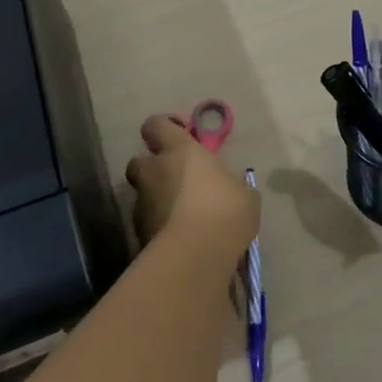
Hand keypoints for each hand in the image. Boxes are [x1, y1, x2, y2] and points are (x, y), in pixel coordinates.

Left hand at [124, 114, 259, 259]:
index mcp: (180, 151)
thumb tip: (226, 187)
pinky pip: (148, 221)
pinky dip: (160, 225)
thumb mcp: (243, 193)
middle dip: (154, 167)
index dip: (166, 128)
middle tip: (178, 179)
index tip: (182, 136)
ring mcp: (142, 203)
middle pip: (140, 161)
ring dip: (158, 199)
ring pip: (144, 193)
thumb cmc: (225, 210)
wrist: (195, 256)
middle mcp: (154, 171)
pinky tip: (181, 237)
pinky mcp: (138, 233)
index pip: (157, 125)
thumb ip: (229, 184)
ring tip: (184, 215)